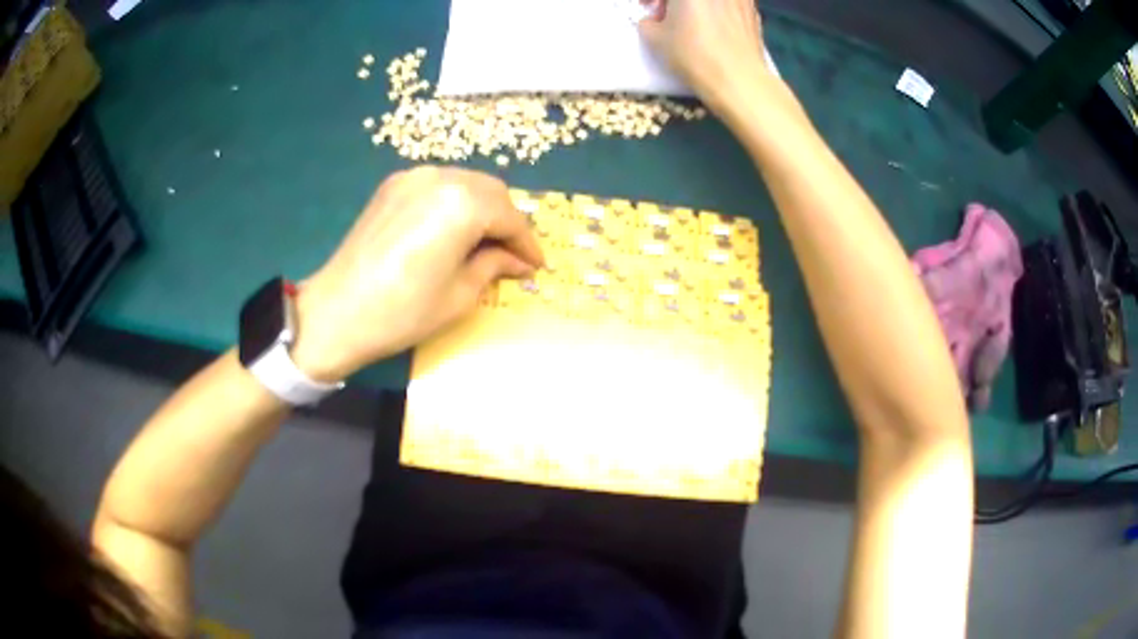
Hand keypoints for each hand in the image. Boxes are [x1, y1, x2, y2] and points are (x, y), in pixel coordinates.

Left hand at [290, 167, 543, 380]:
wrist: (337, 312)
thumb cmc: (403, 312)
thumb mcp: (460, 294)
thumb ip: (495, 266)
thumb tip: (519, 261)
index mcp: (462, 204)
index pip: (510, 217)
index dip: (527, 243)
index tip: (536, 265)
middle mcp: (441, 177)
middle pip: (491, 191)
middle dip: (508, 220)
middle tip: (512, 254)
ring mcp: (413, 177)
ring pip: (466, 183)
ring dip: (483, 208)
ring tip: (484, 242)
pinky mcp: (393, 185)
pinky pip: (438, 185)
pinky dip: (455, 202)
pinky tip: (452, 229)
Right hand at [639, 0, 770, 109]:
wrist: (738, 79)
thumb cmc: (693, 54)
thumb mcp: (655, 39)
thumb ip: (648, 23)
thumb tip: (653, 21)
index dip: (653, 0)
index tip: (649, 8)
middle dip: (675, 2)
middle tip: (669, 16)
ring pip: (712, 0)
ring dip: (699, 5)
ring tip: (695, 22)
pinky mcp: (753, 10)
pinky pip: (730, 3)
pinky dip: (719, 9)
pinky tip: (716, 28)